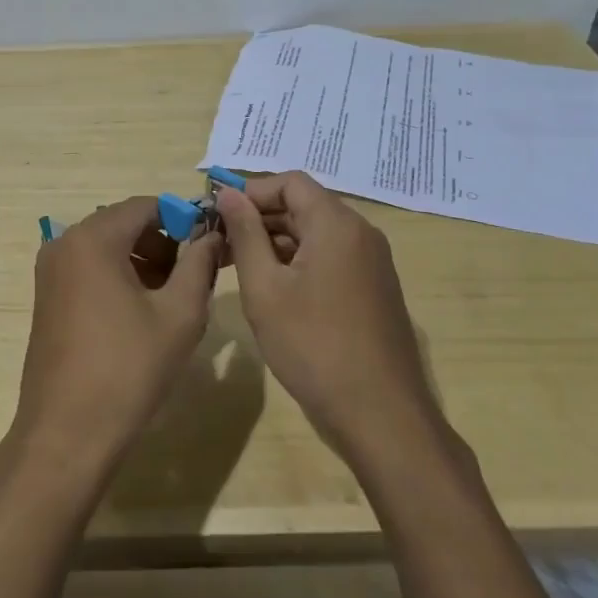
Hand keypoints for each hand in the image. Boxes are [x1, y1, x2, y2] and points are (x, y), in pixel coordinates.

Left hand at [7, 196, 220, 485]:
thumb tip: (212, 235)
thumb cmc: (129, 368)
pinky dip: (119, 276)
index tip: (211, 245)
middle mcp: (64, 243)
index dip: (184, 219)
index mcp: (93, 239)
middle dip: (164, 242)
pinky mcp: (47, 297)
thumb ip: (199, 264)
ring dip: (143, 261)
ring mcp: (50, 271)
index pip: (147, 206)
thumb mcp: (179, 314)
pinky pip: (89, 269)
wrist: (67, 432)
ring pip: (107, 247)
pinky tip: (142, 312)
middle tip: (197, 274)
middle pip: (125, 224)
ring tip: (174, 297)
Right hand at [217, 173, 446, 466]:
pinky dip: (298, 262)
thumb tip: (227, 194)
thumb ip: (245, 235)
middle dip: (259, 218)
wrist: (381, 415)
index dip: (250, 192)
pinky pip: (330, 257)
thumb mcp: (265, 289)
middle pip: (304, 205)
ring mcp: (372, 263)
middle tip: (218, 243)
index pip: (290, 182)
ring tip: (236, 267)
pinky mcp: (373, 289)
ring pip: (316, 233)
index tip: (216, 215)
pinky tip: (272, 289)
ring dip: (276, 241)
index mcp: (337, 224)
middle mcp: (361, 233)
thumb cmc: (314, 346)